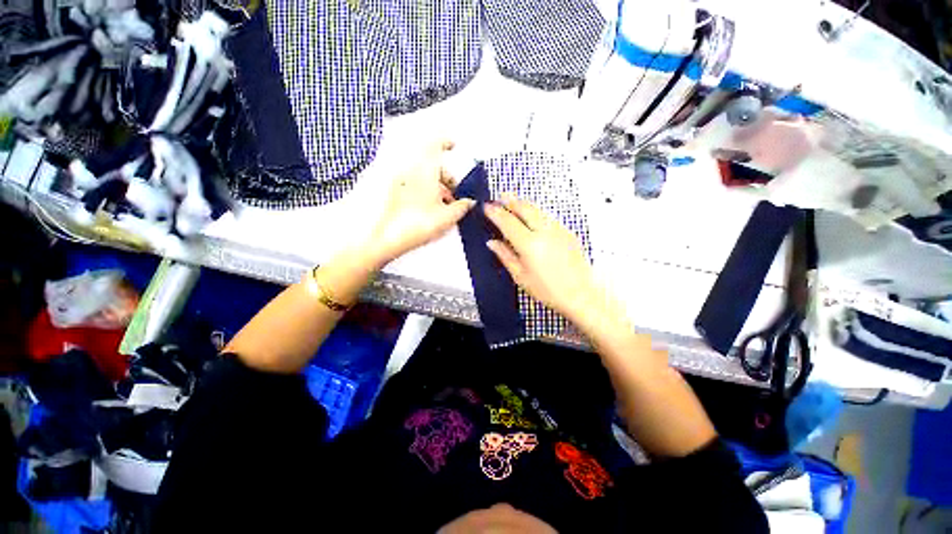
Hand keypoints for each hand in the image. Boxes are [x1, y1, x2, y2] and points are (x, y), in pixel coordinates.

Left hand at [366, 141, 474, 265]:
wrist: (388, 238)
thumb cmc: (419, 224)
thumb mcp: (447, 217)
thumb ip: (462, 207)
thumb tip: (470, 202)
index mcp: (425, 171)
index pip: (435, 146)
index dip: (445, 143)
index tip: (454, 146)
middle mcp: (411, 172)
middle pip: (432, 165)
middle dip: (447, 177)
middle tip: (456, 195)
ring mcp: (401, 182)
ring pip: (423, 176)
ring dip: (437, 186)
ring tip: (445, 207)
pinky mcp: (395, 193)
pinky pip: (414, 185)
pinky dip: (425, 191)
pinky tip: (431, 209)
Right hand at [484, 194, 597, 320]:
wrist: (580, 295)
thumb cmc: (546, 290)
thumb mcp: (520, 276)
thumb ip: (505, 256)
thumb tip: (491, 242)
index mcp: (529, 244)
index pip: (508, 222)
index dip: (496, 213)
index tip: (487, 207)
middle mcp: (544, 231)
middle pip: (525, 209)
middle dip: (511, 200)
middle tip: (501, 196)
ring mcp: (558, 230)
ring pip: (538, 210)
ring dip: (525, 204)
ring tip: (514, 201)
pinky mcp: (568, 232)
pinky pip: (548, 217)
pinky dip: (537, 212)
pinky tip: (533, 216)